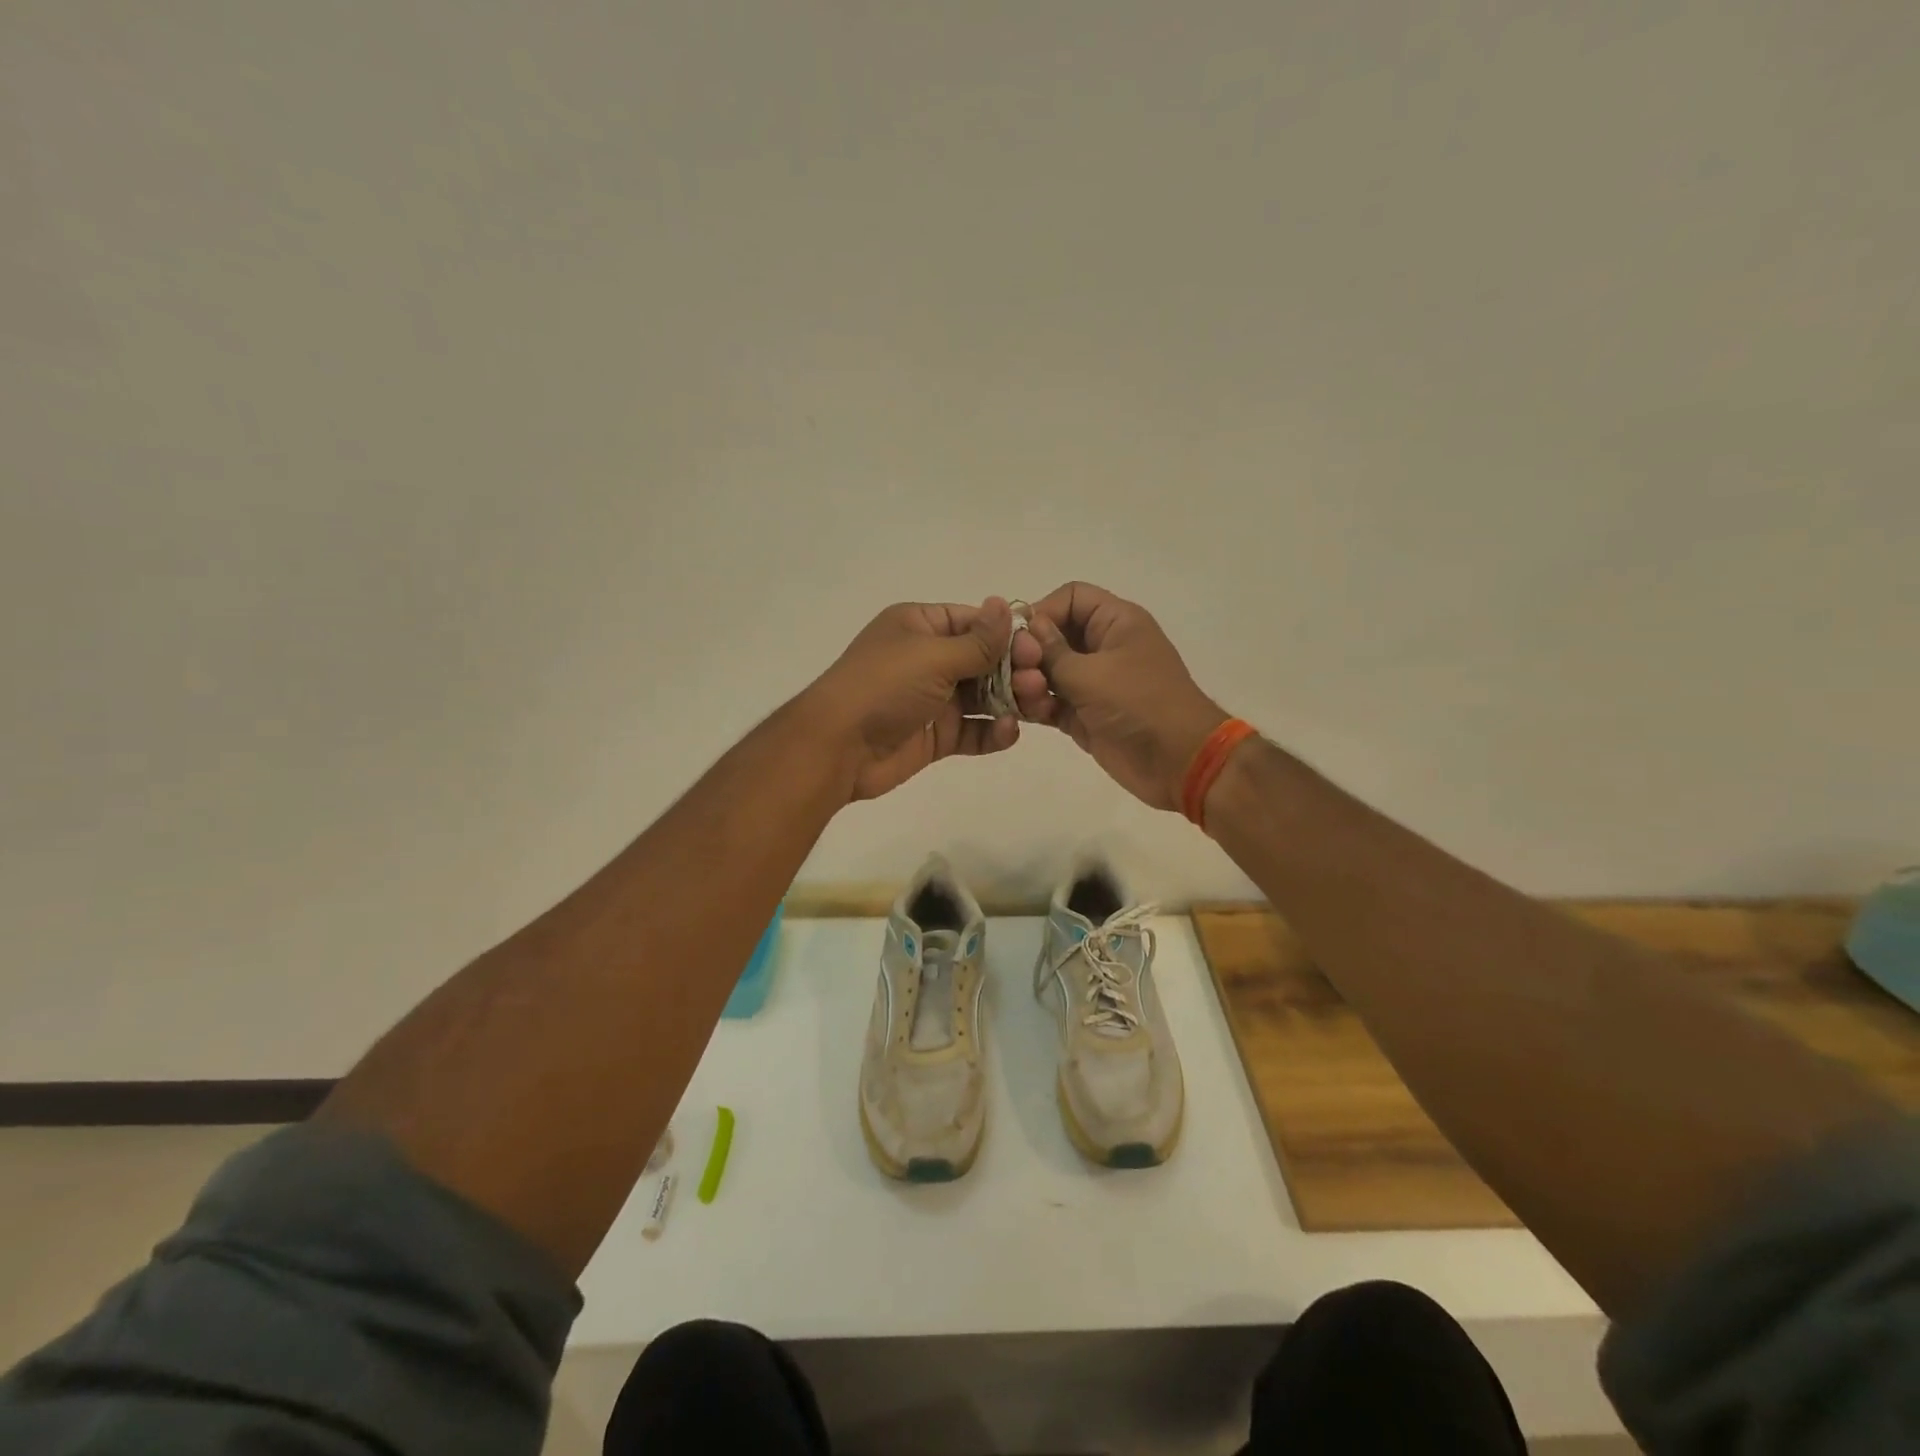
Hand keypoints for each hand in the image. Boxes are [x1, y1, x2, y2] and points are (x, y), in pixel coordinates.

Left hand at [800, 598, 1019, 801]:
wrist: (838, 747)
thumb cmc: (884, 687)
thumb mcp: (932, 655)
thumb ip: (977, 640)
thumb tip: (1006, 604)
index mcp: (919, 626)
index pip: (973, 622)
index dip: (1006, 634)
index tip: (1038, 648)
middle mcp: (927, 659)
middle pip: (983, 660)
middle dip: (1013, 670)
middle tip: (1038, 682)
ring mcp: (933, 699)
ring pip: (983, 696)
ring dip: (1010, 700)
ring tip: (1034, 707)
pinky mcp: (936, 735)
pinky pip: (973, 729)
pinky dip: (993, 731)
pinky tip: (1009, 732)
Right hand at [1010, 582, 1227, 810]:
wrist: (1178, 762)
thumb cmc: (1139, 705)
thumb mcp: (1091, 674)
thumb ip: (1052, 651)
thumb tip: (1027, 627)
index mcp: (1115, 622)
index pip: (1071, 598)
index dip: (1042, 611)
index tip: (1018, 637)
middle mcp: (1102, 647)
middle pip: (1052, 635)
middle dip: (1030, 653)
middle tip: (1018, 673)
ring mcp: (1092, 683)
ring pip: (1046, 671)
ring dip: (1029, 683)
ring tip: (1029, 698)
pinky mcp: (1083, 715)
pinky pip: (1050, 701)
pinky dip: (1036, 706)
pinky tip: (1027, 715)